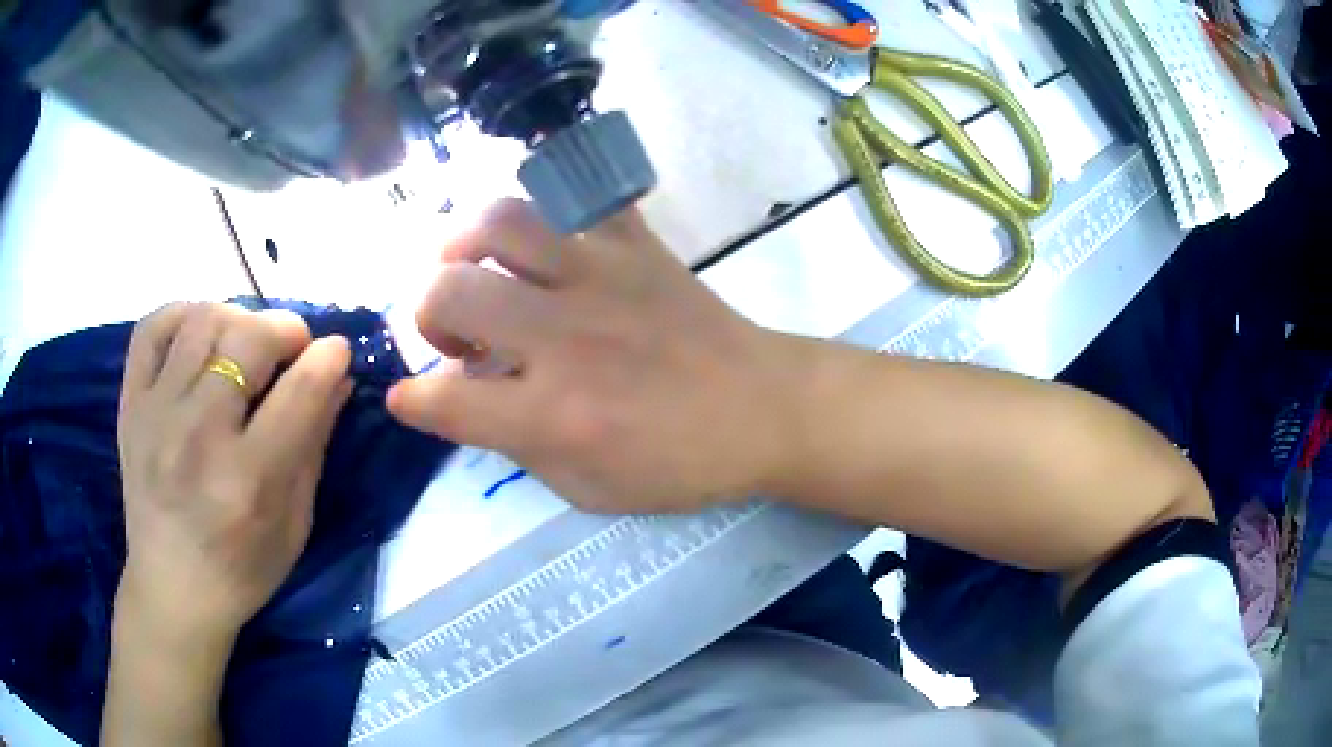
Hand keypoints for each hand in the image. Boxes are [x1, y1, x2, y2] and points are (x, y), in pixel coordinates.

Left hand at [115, 303, 352, 644]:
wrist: (170, 589)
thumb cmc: (242, 570)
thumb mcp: (294, 524)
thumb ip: (314, 444)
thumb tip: (337, 377)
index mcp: (248, 481)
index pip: (299, 391)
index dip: (328, 358)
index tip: (338, 350)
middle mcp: (198, 437)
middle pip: (248, 339)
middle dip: (286, 329)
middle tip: (294, 347)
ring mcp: (156, 414)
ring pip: (203, 319)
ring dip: (238, 318)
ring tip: (246, 342)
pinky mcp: (130, 405)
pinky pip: (153, 327)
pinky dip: (183, 313)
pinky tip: (200, 333)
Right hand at [388, 200, 802, 512]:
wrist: (764, 408)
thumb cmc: (680, 463)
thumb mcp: (588, 488)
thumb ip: (515, 446)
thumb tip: (461, 402)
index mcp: (555, 414)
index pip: (446, 400)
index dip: (411, 399)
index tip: (408, 396)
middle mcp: (566, 336)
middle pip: (450, 291)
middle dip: (426, 313)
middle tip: (455, 335)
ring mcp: (603, 276)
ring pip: (502, 220)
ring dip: (466, 243)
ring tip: (475, 267)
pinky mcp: (637, 243)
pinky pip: (578, 196)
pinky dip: (545, 209)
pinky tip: (542, 237)